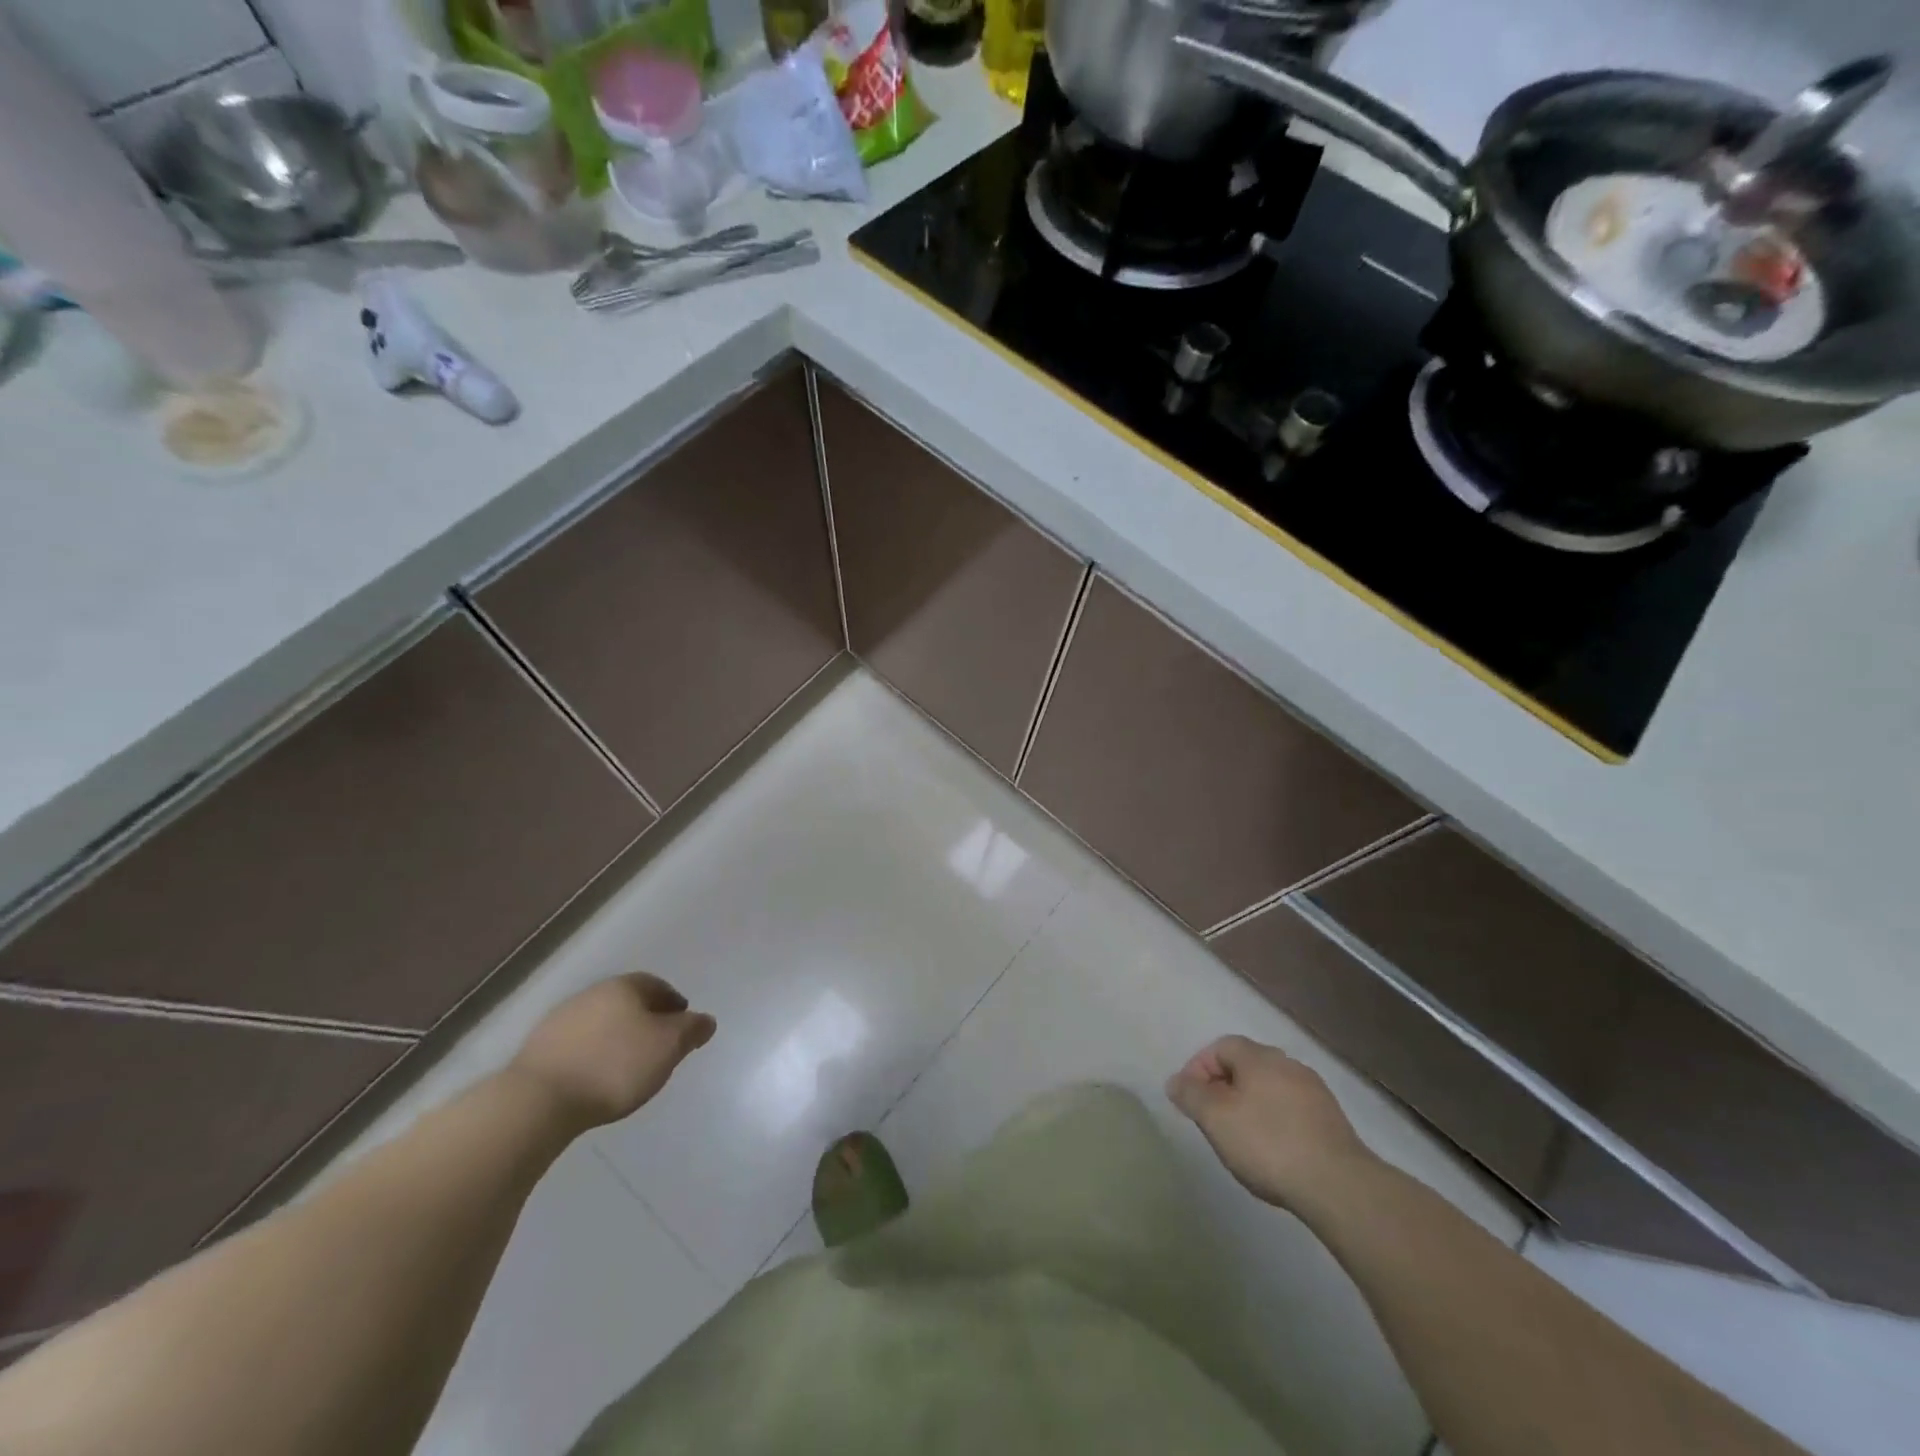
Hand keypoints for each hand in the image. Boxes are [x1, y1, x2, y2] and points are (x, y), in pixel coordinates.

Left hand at [510, 973, 715, 1130]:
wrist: (539, 1100)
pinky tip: (596, 1076)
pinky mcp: (538, 1048)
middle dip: (645, 1019)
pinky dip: (592, 1053)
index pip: (656, 985)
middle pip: (627, 1001)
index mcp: (624, 987)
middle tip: (658, 1044)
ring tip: (626, 1065)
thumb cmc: (614, 1066)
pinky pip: (577, 1044)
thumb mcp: (668, 1047)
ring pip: (600, 1022)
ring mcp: (560, 1019)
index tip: (682, 1023)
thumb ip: (691, 1030)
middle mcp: (592, 994)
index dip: (673, 1003)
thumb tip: (706, 1020)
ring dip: (616, 1036)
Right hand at [1167, 1035, 1371, 1210]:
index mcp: (1259, 1057)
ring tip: (1241, 1138)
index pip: (1221, 1046)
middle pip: (1246, 1065)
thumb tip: (1175, 1081)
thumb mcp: (1215, 1119)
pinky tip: (1273, 1151)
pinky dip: (1275, 1121)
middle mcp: (1288, 1064)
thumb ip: (1190, 1095)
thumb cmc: (1268, 1144)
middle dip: (1224, 1087)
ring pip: (1270, 1088)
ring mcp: (1315, 1092)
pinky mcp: (1332, 1121)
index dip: (1199, 1068)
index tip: (1190, 1099)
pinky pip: (1292, 1110)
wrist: (1339, 1186)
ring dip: (1250, 1105)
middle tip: (1212, 1118)